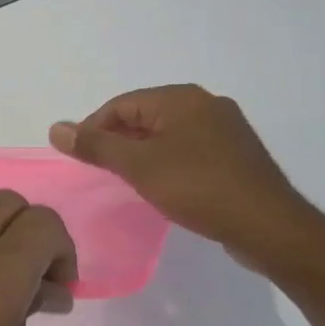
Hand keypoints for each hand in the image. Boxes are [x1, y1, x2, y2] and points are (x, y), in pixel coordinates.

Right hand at [49, 84, 317, 272]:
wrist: (269, 227)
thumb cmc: (197, 187)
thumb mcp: (137, 166)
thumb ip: (95, 145)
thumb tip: (55, 128)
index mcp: (181, 98)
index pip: (121, 105)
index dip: (93, 128)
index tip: (79, 157)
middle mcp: (205, 104)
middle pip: (144, 116)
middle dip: (117, 140)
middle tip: (100, 170)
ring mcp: (226, 129)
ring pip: (167, 134)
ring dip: (142, 153)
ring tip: (127, 180)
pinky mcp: (237, 155)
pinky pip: (189, 149)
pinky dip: (167, 162)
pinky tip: (162, 186)